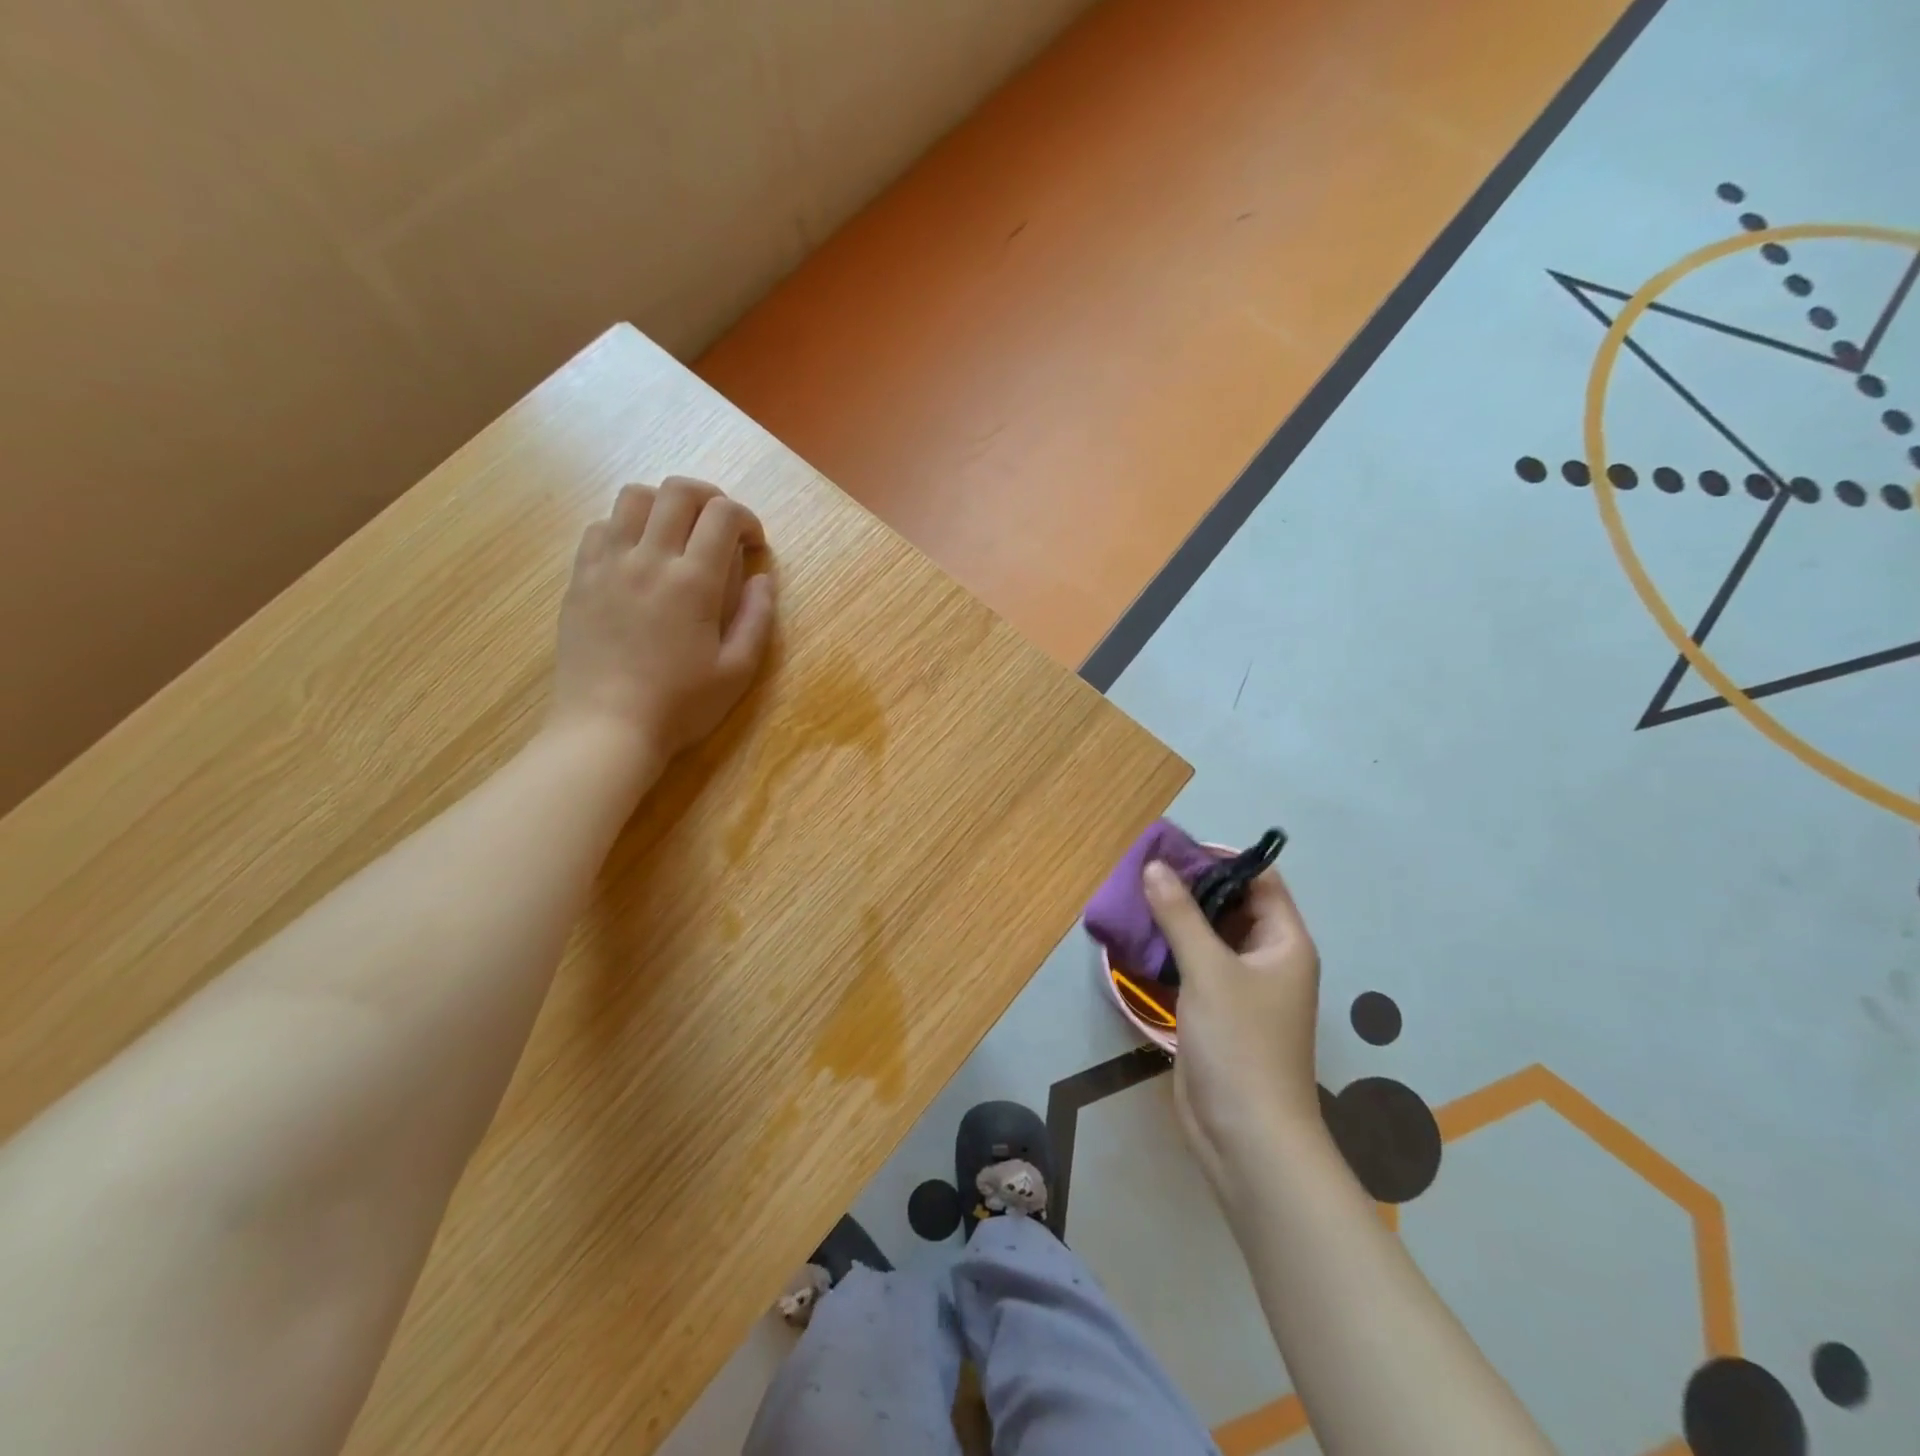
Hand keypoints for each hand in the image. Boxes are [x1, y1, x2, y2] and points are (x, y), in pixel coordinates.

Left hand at [549, 478, 775, 765]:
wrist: (606, 728)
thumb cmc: (680, 705)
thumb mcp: (737, 670)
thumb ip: (757, 618)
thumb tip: (763, 578)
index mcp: (693, 582)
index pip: (723, 515)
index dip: (746, 519)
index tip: (753, 545)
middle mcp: (648, 559)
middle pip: (677, 491)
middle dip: (710, 497)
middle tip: (721, 528)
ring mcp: (607, 564)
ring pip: (634, 497)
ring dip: (665, 504)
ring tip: (678, 534)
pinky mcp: (580, 578)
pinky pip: (600, 526)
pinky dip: (627, 526)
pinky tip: (638, 557)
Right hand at [1143, 861, 1323, 1188]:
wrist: (1245, 1135)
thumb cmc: (1240, 1044)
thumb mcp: (1208, 970)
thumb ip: (1179, 914)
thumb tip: (1155, 866)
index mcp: (1284, 942)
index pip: (1259, 881)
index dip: (1220, 860)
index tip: (1174, 848)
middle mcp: (1268, 959)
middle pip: (1232, 906)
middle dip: (1192, 887)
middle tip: (1144, 870)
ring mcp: (1243, 987)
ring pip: (1210, 936)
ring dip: (1178, 918)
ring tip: (1134, 896)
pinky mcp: (1218, 1011)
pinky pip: (1196, 965)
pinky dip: (1172, 949)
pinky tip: (1139, 938)